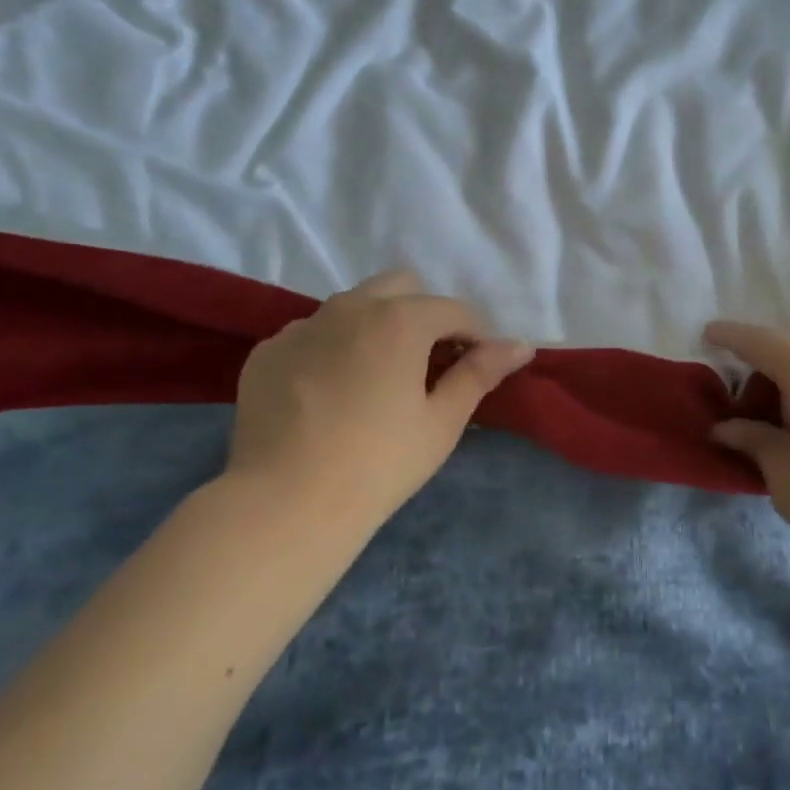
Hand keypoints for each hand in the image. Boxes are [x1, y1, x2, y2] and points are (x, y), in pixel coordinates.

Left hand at [226, 270, 532, 525]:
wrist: (285, 503)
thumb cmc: (379, 463)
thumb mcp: (442, 421)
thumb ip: (480, 373)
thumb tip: (520, 345)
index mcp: (400, 319)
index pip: (455, 310)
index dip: (475, 336)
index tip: (477, 368)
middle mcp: (349, 307)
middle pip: (402, 286)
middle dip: (424, 313)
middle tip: (428, 364)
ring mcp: (302, 326)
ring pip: (353, 305)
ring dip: (377, 326)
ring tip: (377, 378)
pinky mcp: (269, 351)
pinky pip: (313, 334)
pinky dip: (333, 349)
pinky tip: (329, 395)